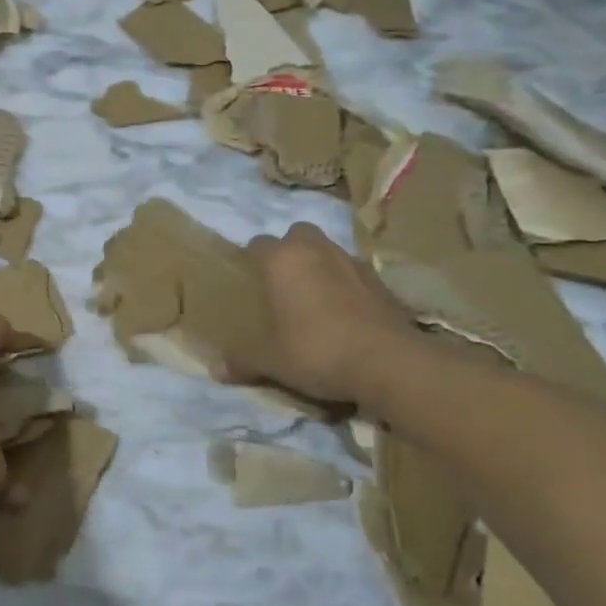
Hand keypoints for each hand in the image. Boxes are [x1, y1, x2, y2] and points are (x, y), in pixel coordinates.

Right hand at [226, 222, 417, 404]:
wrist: (388, 362)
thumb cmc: (317, 350)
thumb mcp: (272, 362)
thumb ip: (244, 362)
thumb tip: (216, 371)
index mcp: (283, 261)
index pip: (258, 244)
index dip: (252, 261)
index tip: (251, 282)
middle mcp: (316, 250)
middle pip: (297, 234)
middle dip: (290, 251)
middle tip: (284, 282)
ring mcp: (353, 262)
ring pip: (329, 250)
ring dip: (320, 265)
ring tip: (316, 298)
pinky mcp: (381, 281)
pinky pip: (355, 273)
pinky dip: (347, 285)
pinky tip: (346, 313)